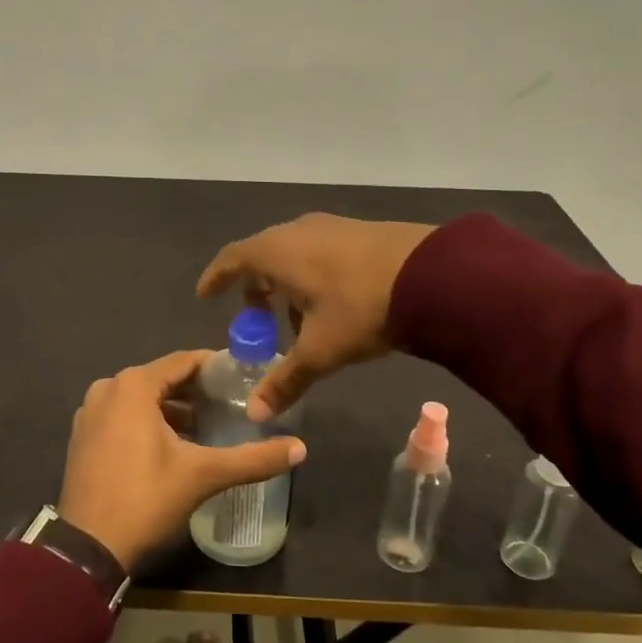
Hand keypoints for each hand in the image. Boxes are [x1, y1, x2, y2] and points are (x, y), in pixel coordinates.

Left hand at [58, 349, 306, 571]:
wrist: (88, 547)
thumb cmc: (145, 498)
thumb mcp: (203, 475)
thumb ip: (253, 459)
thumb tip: (301, 449)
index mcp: (133, 385)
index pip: (184, 361)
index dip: (216, 367)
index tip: (244, 378)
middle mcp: (108, 388)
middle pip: (162, 378)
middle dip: (196, 390)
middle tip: (231, 403)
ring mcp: (90, 412)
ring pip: (141, 398)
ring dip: (173, 408)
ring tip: (207, 425)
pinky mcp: (83, 436)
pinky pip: (123, 415)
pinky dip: (147, 421)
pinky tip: (172, 444)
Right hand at [196, 213, 434, 419]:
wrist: (436, 274)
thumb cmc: (362, 308)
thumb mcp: (320, 350)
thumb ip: (285, 380)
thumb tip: (255, 414)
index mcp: (277, 252)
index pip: (232, 258)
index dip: (216, 277)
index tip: (205, 296)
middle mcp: (298, 231)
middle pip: (261, 256)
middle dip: (254, 289)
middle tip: (255, 320)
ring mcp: (331, 227)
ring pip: (293, 254)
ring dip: (286, 285)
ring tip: (297, 322)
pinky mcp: (359, 231)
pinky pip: (319, 252)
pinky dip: (311, 276)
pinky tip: (331, 305)